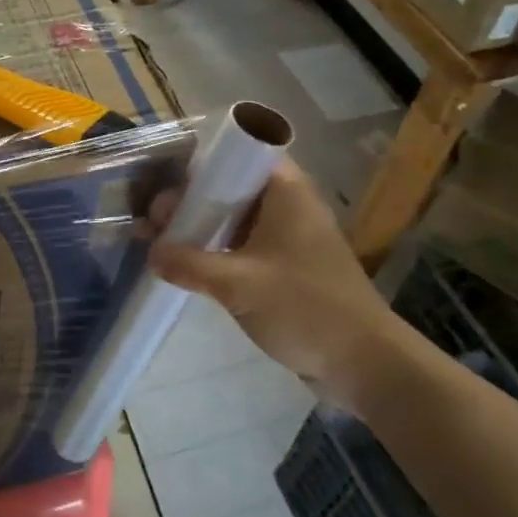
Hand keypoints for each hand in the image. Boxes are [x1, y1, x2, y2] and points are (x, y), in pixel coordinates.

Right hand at [144, 161, 398, 399]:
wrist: (365, 362)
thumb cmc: (305, 307)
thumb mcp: (239, 283)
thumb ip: (190, 263)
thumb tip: (152, 252)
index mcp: (285, 191)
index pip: (239, 154)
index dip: (200, 164)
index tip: (166, 184)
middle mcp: (288, 204)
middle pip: (230, 187)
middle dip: (190, 201)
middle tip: (152, 221)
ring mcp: (289, 236)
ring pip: (234, 218)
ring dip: (199, 227)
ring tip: (158, 241)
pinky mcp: (288, 265)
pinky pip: (243, 244)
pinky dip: (216, 249)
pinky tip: (186, 264)